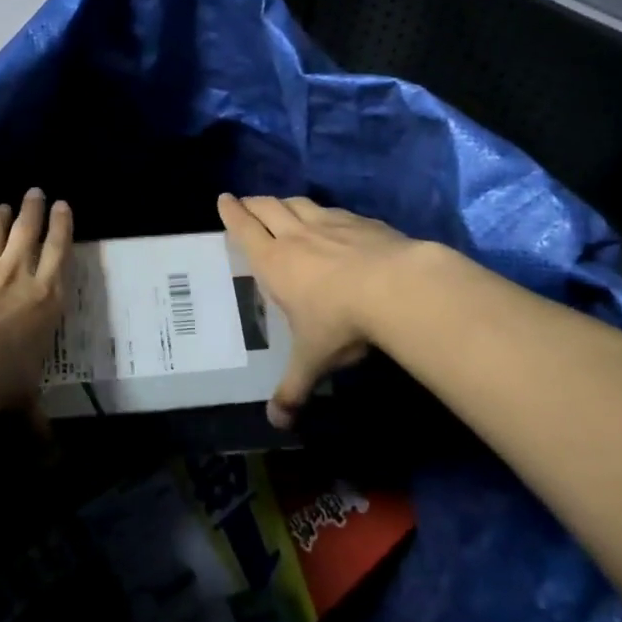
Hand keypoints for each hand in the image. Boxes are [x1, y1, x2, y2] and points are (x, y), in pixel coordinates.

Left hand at [0, 189, 71, 403]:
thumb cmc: (3, 381)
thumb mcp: (25, 402)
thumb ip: (35, 421)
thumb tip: (50, 458)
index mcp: (47, 299)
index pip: (60, 252)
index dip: (62, 225)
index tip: (63, 205)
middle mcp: (19, 275)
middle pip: (29, 231)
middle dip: (34, 209)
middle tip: (35, 192)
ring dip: (1, 217)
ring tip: (4, 206)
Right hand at [217, 193, 418, 426]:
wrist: (398, 288)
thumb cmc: (340, 321)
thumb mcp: (312, 360)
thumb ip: (293, 388)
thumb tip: (278, 423)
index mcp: (275, 262)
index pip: (244, 229)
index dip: (231, 213)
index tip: (223, 199)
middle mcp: (298, 235)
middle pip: (269, 208)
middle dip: (254, 203)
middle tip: (246, 201)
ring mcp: (333, 224)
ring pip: (301, 204)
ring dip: (287, 203)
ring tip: (283, 206)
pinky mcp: (365, 222)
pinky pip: (337, 211)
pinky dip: (326, 213)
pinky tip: (334, 220)